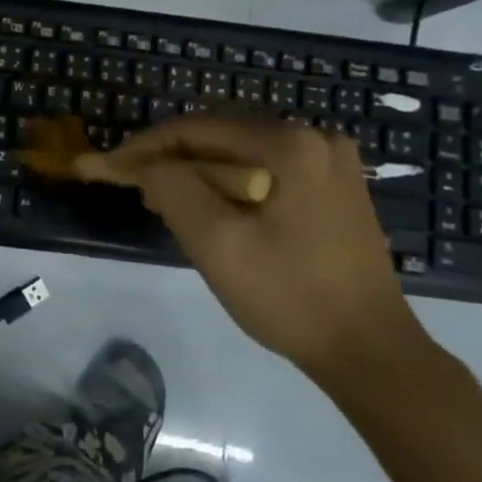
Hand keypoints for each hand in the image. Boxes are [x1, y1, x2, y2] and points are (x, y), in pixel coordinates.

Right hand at [102, 113, 429, 384]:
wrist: (371, 352)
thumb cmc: (290, 296)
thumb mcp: (216, 243)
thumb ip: (173, 189)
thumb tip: (150, 166)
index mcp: (289, 143)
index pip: (198, 129)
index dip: (146, 146)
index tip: (110, 166)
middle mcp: (315, 137)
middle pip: (221, 136)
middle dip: (173, 159)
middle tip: (135, 187)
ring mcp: (331, 161)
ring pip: (242, 153)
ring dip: (200, 172)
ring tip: (166, 201)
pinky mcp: (335, 187)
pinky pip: (266, 169)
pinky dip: (231, 183)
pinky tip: (214, 210)